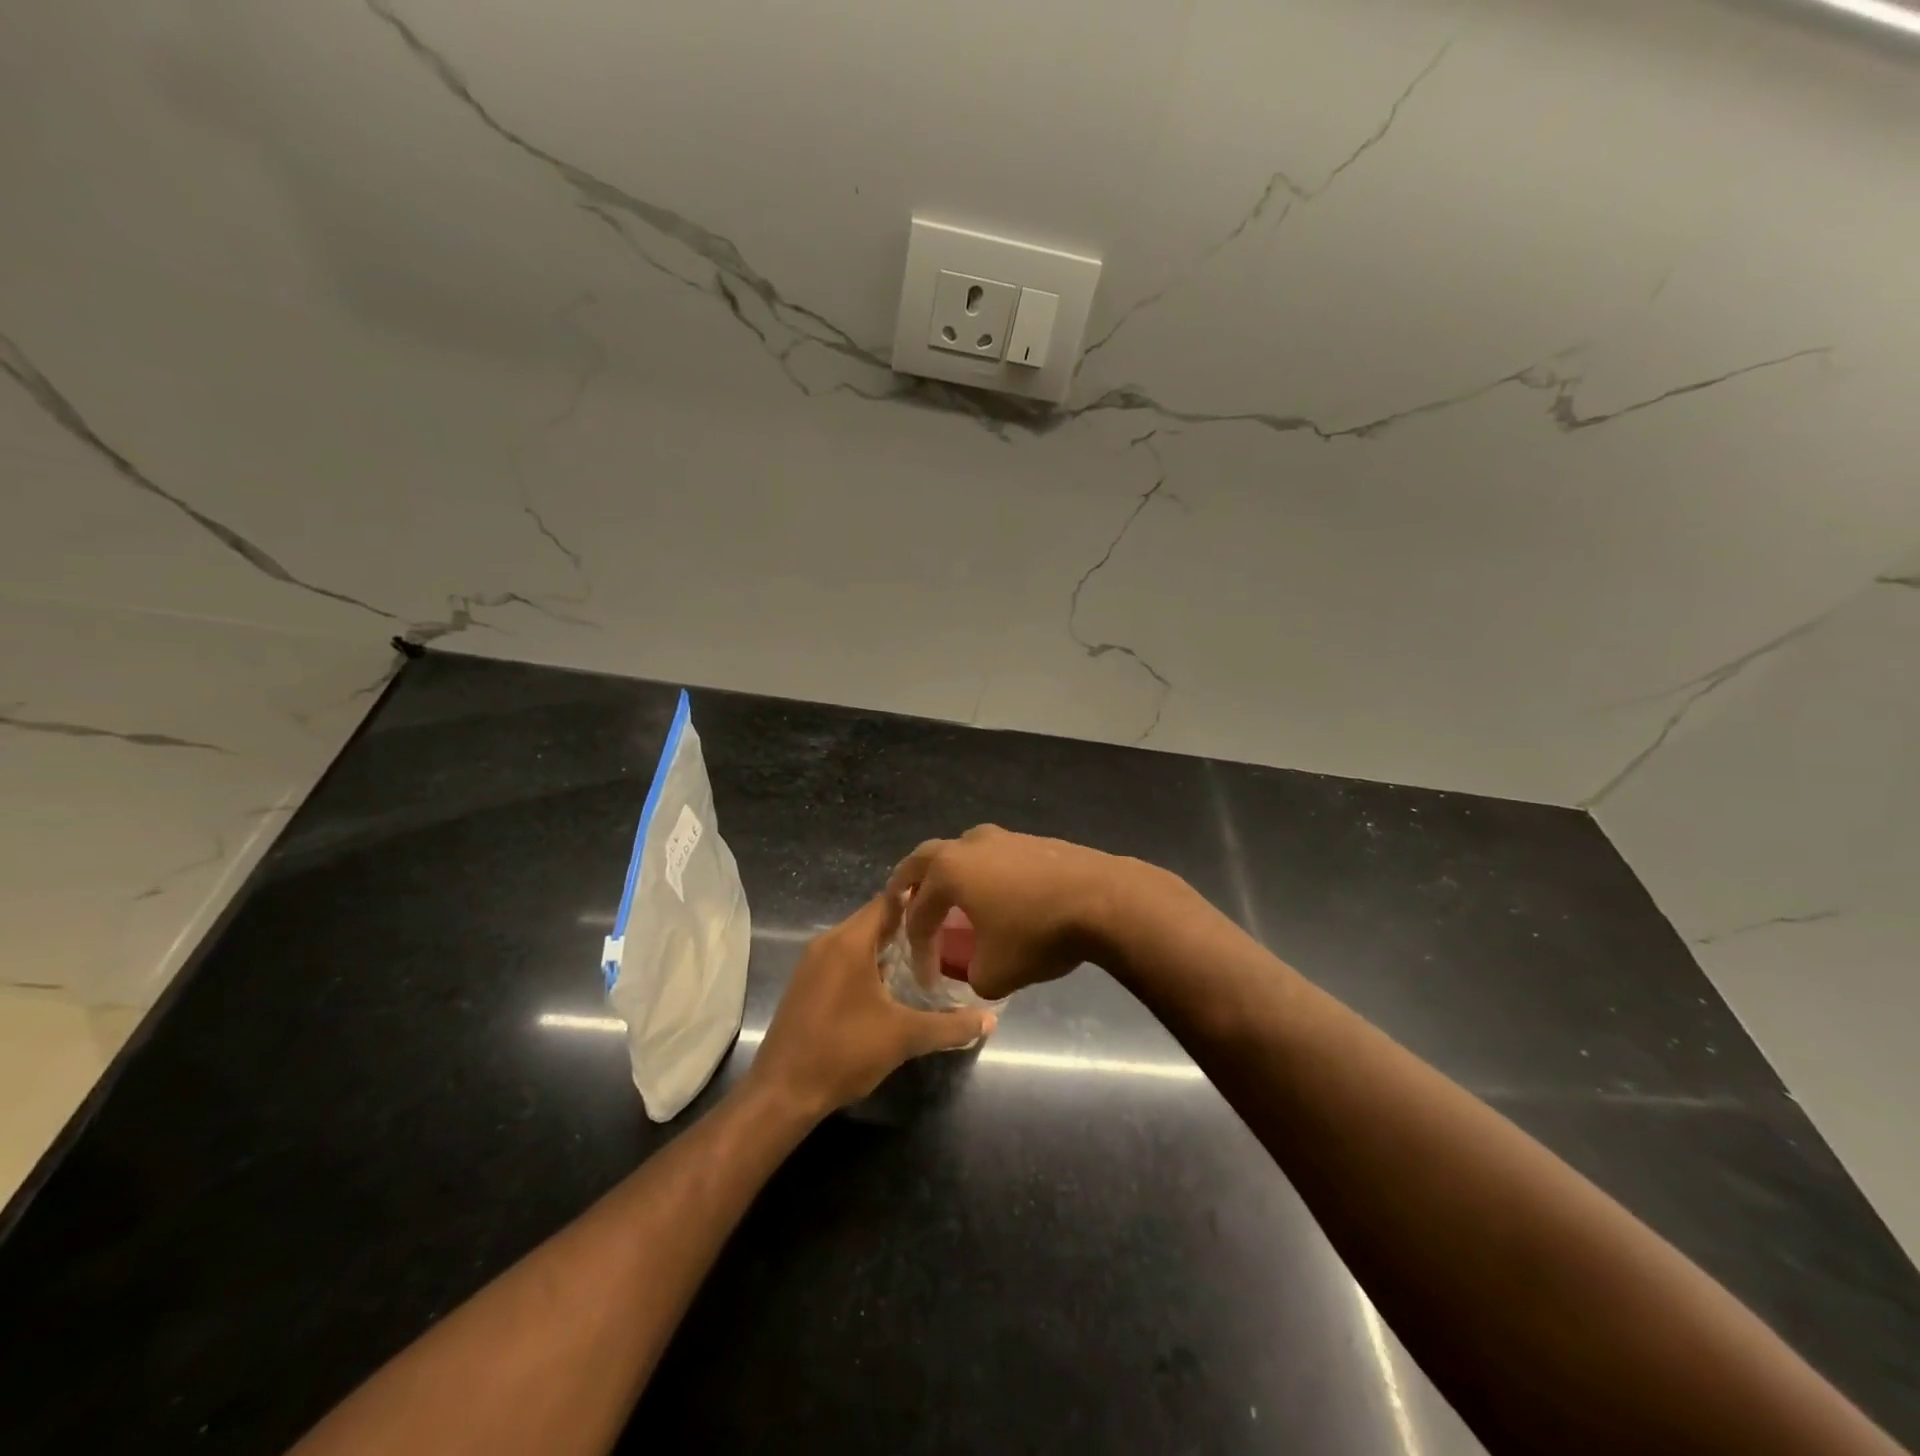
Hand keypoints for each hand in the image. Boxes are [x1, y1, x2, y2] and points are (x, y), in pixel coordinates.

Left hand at [747, 895, 995, 1117]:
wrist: (782, 1092)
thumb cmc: (844, 1052)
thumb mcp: (904, 1038)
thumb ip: (949, 1026)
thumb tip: (990, 1020)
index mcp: (850, 941)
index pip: (889, 900)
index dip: (920, 900)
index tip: (951, 905)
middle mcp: (828, 942)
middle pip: (875, 919)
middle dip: (909, 926)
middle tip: (947, 935)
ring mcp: (813, 962)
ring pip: (859, 939)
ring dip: (889, 946)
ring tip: (927, 958)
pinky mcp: (807, 982)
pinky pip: (844, 957)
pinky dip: (869, 962)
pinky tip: (892, 986)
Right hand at [884, 826, 1129, 1000]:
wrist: (1105, 900)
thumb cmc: (1039, 934)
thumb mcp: (995, 974)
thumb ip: (970, 975)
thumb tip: (975, 969)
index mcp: (948, 871)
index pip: (918, 913)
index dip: (917, 948)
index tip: (927, 978)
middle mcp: (969, 845)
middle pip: (923, 860)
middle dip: (908, 886)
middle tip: (903, 907)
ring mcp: (1002, 837)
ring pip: (960, 851)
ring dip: (948, 875)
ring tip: (950, 900)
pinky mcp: (1032, 840)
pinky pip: (992, 856)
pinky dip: (981, 874)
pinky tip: (996, 896)